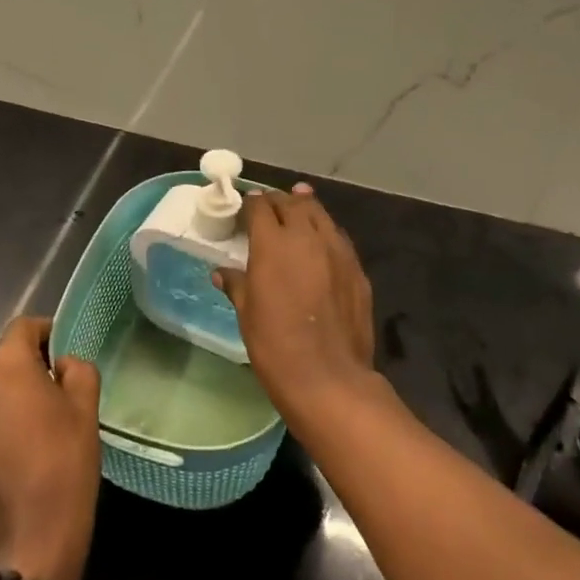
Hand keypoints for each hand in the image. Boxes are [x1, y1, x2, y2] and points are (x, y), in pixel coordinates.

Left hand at [0, 317, 100, 579]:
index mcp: (3, 365)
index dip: (48, 332)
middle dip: (32, 366)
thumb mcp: (85, 408)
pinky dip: (2, 417)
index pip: (24, 327)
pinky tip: (24, 445)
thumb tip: (61, 365)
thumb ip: (77, 369)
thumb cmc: (63, 465)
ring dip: (15, 393)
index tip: (67, 354)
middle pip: (5, 357)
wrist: (27, 542)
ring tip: (44, 420)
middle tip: (62, 390)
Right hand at [214, 185, 377, 424]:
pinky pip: (339, 239)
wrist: (329, 378)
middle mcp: (306, 238)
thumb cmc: (275, 346)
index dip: (250, 203)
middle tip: (269, 206)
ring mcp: (337, 252)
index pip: (260, 207)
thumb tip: (222, 272)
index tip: (244, 206)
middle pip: (292, 204)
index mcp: (272, 244)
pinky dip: (326, 232)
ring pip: (320, 215)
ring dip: (306, 207)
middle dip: (278, 201)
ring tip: (298, 202)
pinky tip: (321, 241)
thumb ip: (237, 285)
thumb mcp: (247, 314)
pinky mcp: (357, 270)